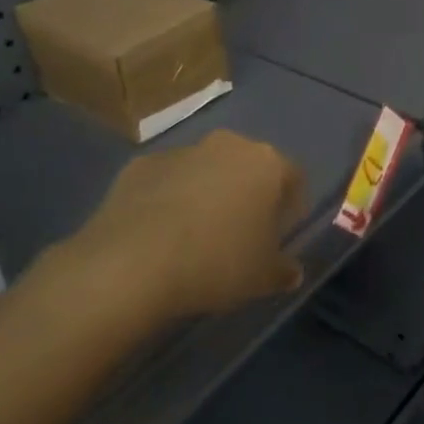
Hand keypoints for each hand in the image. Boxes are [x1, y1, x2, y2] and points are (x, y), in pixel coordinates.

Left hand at [64, 130, 307, 320]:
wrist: (131, 264)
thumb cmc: (215, 263)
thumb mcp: (262, 278)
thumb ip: (283, 271)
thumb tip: (291, 272)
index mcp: (266, 163)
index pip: (293, 177)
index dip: (291, 206)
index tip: (281, 233)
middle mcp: (228, 145)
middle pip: (248, 166)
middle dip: (248, 194)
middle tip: (241, 232)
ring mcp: (182, 151)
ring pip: (206, 170)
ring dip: (207, 193)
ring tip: (196, 235)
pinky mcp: (141, 165)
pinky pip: (167, 180)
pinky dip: (169, 199)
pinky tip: (159, 233)